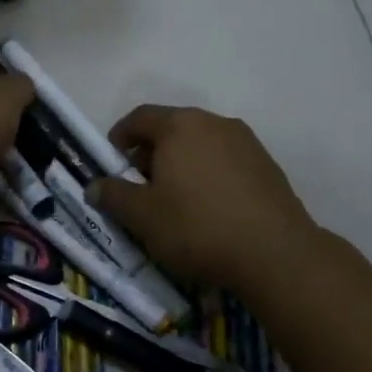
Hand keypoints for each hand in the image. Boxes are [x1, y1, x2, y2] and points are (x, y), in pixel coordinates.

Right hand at [91, 105, 318, 292]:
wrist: (277, 255)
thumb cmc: (197, 227)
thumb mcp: (142, 216)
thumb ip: (113, 196)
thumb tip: (94, 186)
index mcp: (180, 125)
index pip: (139, 117)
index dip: (119, 137)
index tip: (112, 163)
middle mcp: (214, 122)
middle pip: (172, 128)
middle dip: (150, 153)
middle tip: (139, 186)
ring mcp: (246, 142)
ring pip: (201, 144)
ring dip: (181, 164)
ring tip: (174, 200)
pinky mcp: (268, 166)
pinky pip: (225, 161)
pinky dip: (209, 175)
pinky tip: (208, 209)